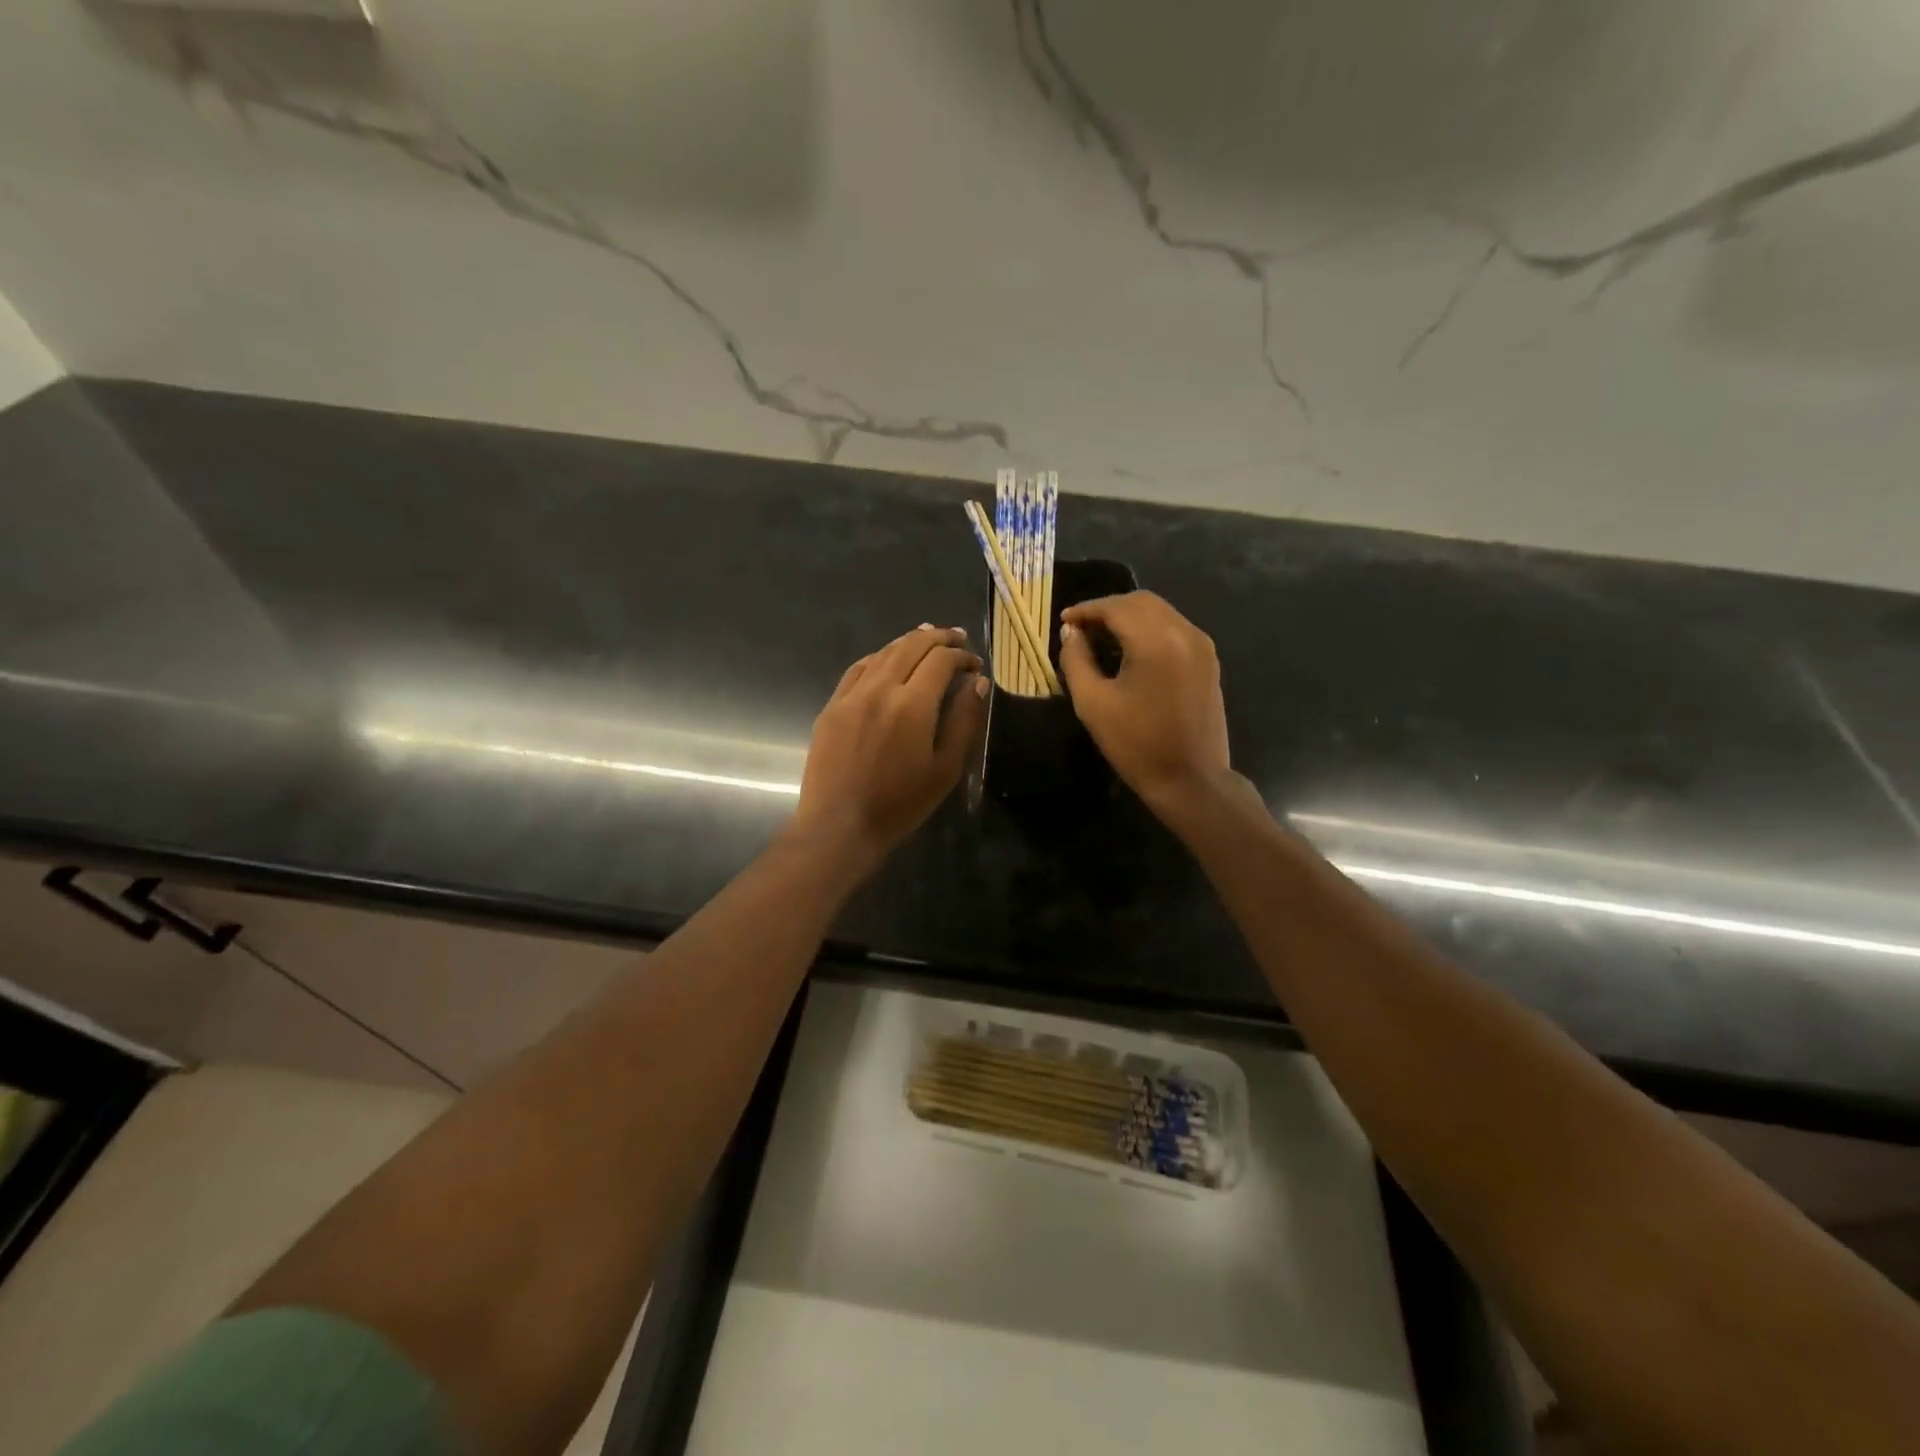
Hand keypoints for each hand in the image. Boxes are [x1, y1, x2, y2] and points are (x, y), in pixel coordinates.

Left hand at [792, 625, 987, 869]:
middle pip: (911, 646)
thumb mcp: (945, 768)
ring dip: (908, 642)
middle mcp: (879, 689)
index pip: (941, 660)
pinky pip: (858, 669)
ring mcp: (851, 695)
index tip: (975, 665)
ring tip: (927, 639)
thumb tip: (977, 682)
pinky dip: (879, 657)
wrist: (840, 826)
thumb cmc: (900, 804)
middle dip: (938, 638)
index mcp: (912, 704)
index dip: (962, 656)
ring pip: (883, 653)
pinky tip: (887, 661)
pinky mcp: (832, 707)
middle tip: (957, 638)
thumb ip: (964, 720)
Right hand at [1058, 592, 1233, 816]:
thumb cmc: (1136, 745)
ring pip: (1161, 612)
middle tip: (1081, 628)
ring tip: (1101, 638)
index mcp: (1156, 641)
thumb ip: (1076, 660)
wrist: (1191, 780)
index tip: (1064, 621)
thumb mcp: (1093, 703)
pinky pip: (1175, 629)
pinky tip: (1131, 650)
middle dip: (1108, 609)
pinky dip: (1149, 629)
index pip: (1116, 607)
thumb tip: (1071, 633)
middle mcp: (1184, 632)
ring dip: (1129, 617)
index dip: (1087, 610)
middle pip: (1142, 602)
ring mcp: (1202, 646)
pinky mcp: (1209, 661)